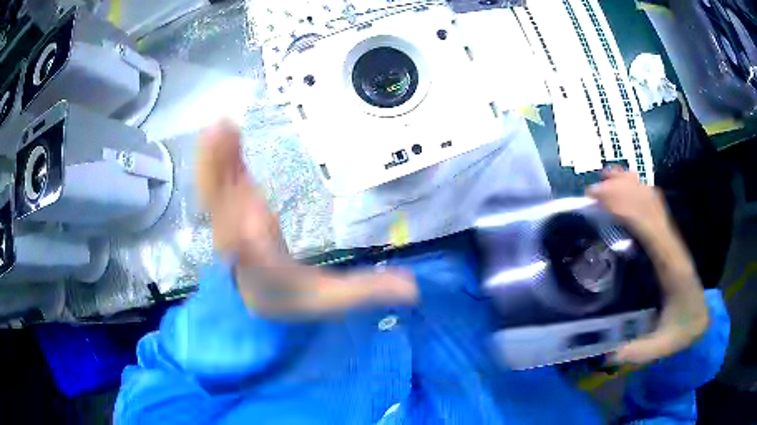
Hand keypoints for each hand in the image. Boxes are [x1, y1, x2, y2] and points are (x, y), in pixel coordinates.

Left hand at [196, 120, 417, 318]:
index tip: (252, 219)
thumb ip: (367, 291)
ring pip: (216, 192)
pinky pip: (222, 181)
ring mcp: (231, 223)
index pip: (258, 260)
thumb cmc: (291, 296)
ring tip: (219, 125)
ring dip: (216, 160)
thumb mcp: (331, 298)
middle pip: (227, 213)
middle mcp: (241, 245)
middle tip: (222, 136)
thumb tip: (413, 289)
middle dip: (223, 179)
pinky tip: (224, 130)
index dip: (250, 244)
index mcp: (267, 270)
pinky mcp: (231, 208)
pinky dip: (220, 157)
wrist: (257, 296)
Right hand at [587, 170, 708, 364]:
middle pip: (651, 205)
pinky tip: (625, 188)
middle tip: (591, 191)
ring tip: (604, 177)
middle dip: (623, 191)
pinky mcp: (668, 240)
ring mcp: (672, 239)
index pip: (651, 227)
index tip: (600, 199)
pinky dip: (639, 191)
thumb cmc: (682, 330)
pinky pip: (655, 207)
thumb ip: (638, 351)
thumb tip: (605, 354)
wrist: (700, 318)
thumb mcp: (662, 346)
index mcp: (673, 267)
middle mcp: (673, 245)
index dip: (626, 207)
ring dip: (631, 184)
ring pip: (654, 200)